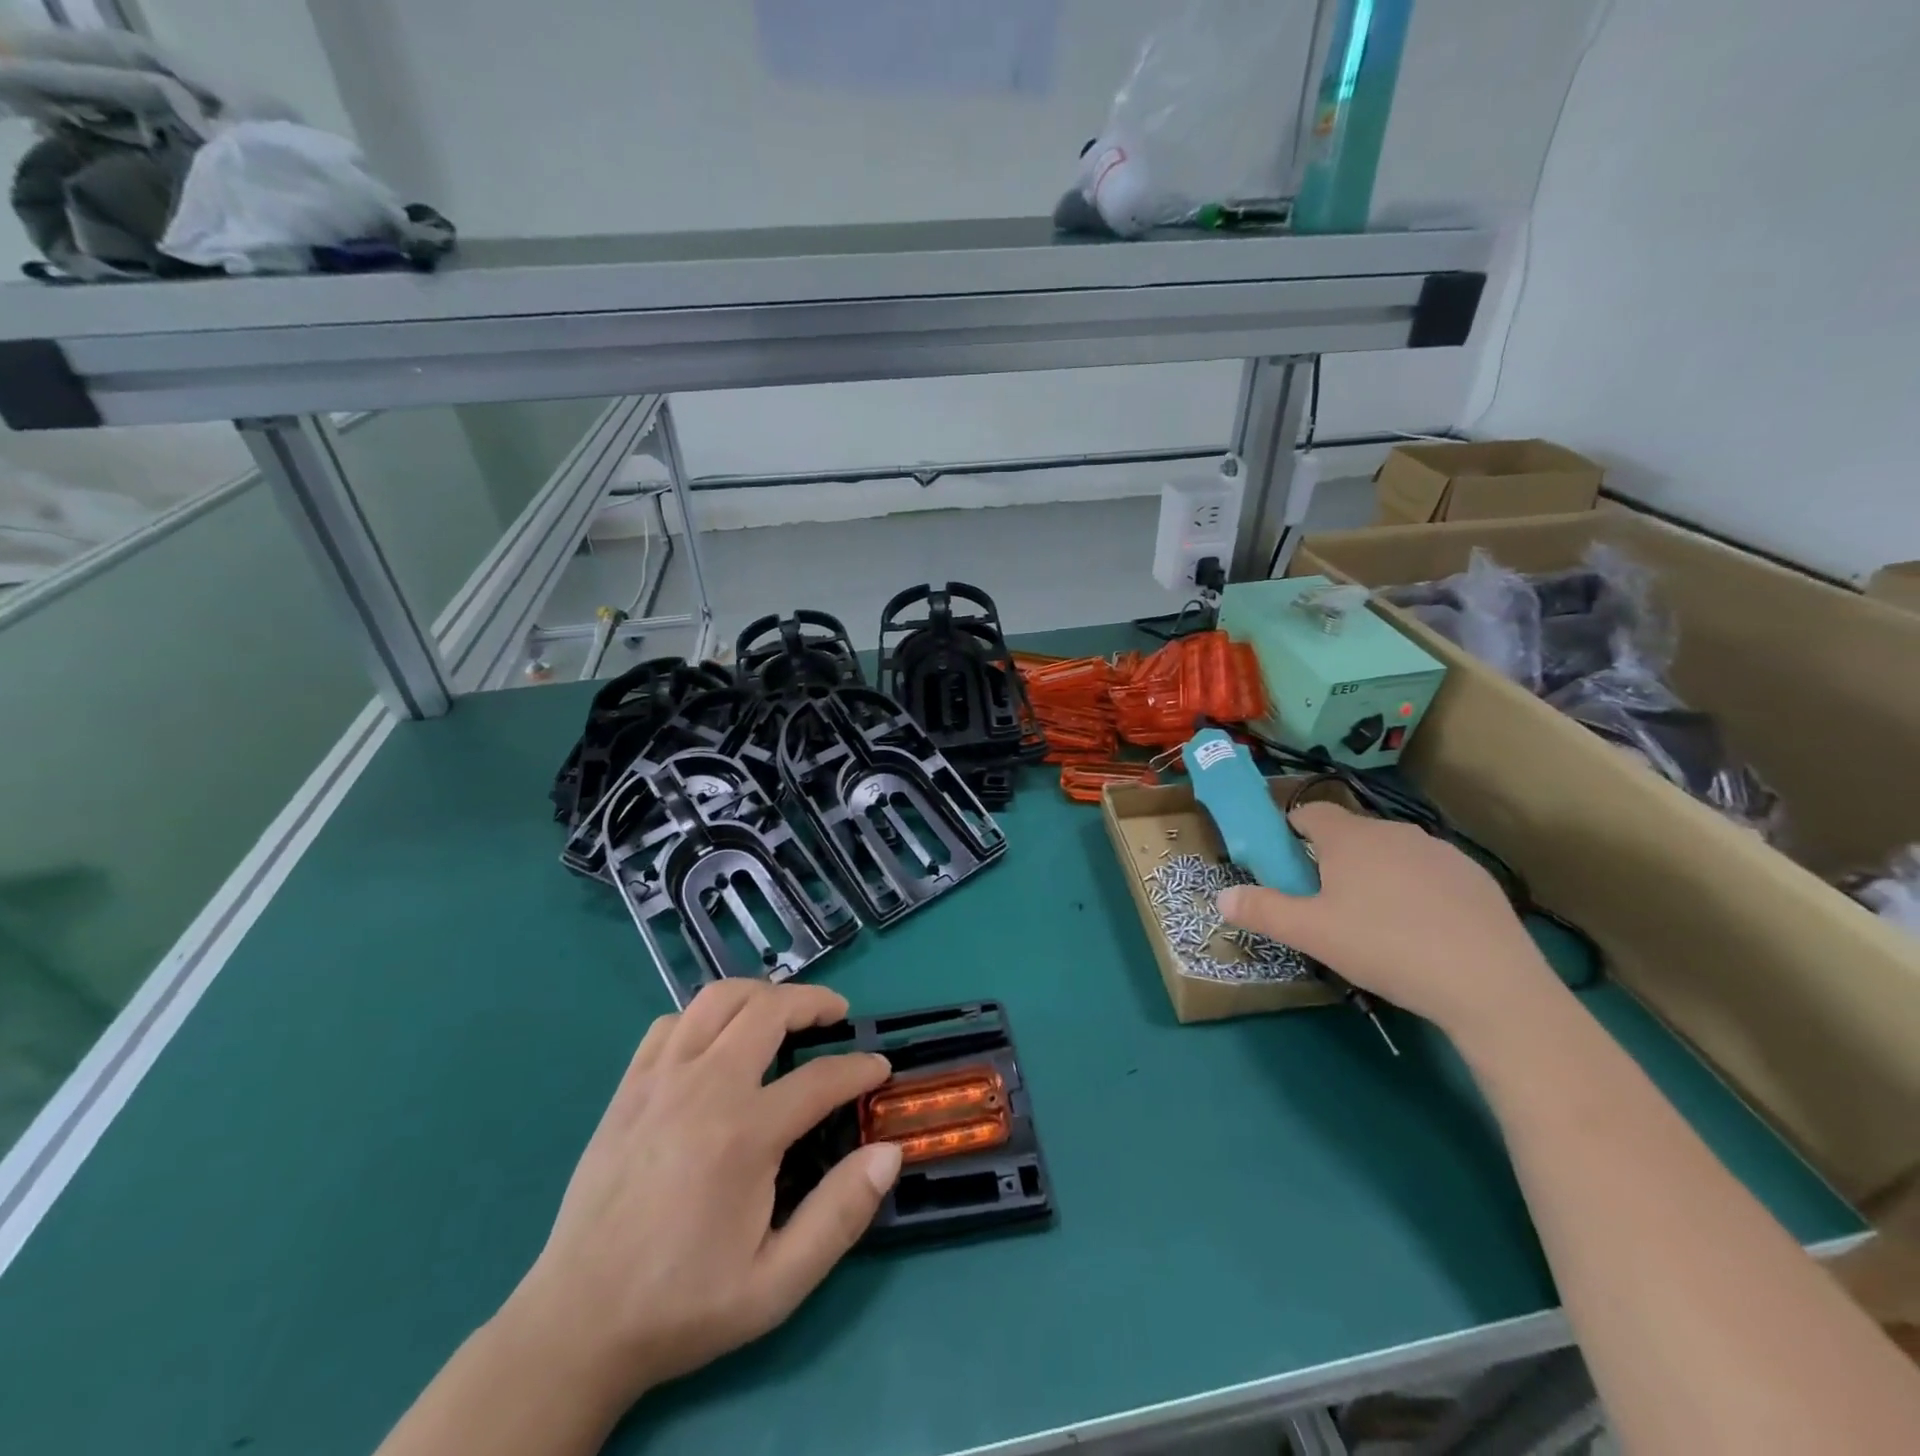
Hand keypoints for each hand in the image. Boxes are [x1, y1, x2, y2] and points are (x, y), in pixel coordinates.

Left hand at [494, 980, 900, 1415]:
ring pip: (718, 998)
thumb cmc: (685, 1304)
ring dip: (760, 995)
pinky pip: (672, 1023)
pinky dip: (705, 1017)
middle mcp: (703, 1088)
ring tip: (783, 1012)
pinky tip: (717, 1042)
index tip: (880, 1068)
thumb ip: (840, 1215)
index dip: (860, 1068)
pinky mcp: (628, 1086)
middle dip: (814, 1001)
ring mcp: (659, 1079)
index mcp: (744, 1134)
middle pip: (769, 1008)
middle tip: (837, 1014)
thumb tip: (888, 1152)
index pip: (821, 1077)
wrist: (576, 1326)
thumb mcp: (777, 1283)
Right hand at [1216, 801, 1560, 1036]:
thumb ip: (1261, 910)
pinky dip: (1416, 890)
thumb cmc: (1384, 947)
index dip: (1290, 831)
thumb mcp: (1311, 934)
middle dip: (1331, 858)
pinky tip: (1422, 931)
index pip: (1309, 812)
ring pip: (1391, 853)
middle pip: (1350, 833)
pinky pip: (1430, 873)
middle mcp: (1394, 831)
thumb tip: (1221, 897)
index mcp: (1349, 837)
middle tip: (1325, 902)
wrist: (1489, 983)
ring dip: (1375, 873)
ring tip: (1375, 921)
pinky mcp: (1476, 877)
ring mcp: (1441, 851)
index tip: (1285, 863)